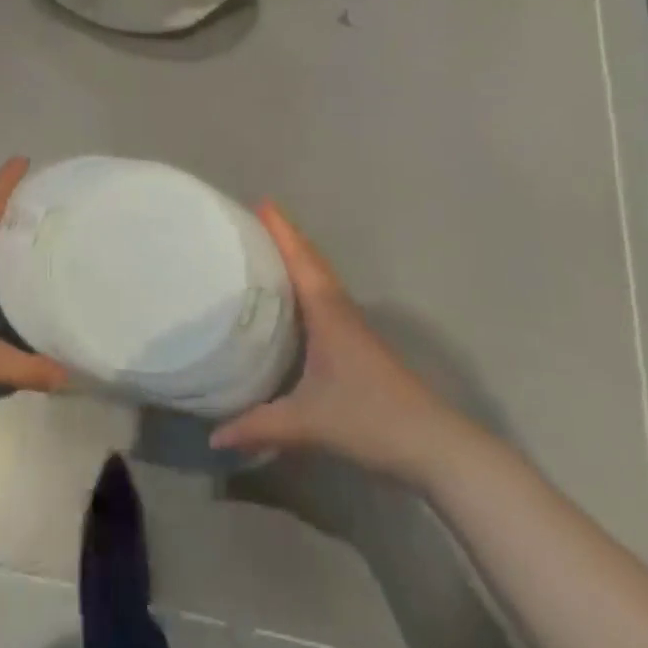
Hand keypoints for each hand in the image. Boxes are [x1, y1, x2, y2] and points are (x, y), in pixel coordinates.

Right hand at [210, 203, 450, 475]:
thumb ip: (259, 426)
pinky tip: (292, 302)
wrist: (434, 445)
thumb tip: (213, 436)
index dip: (282, 231)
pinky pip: (325, 300)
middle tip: (253, 221)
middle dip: (286, 238)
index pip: (301, 260)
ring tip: (265, 252)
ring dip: (298, 260)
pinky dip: (306, 286)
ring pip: (320, 281)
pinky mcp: (358, 346)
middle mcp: (340, 310)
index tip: (261, 202)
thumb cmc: (371, 419)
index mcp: (328, 312)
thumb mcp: (309, 423)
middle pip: (311, 262)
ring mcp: (353, 328)